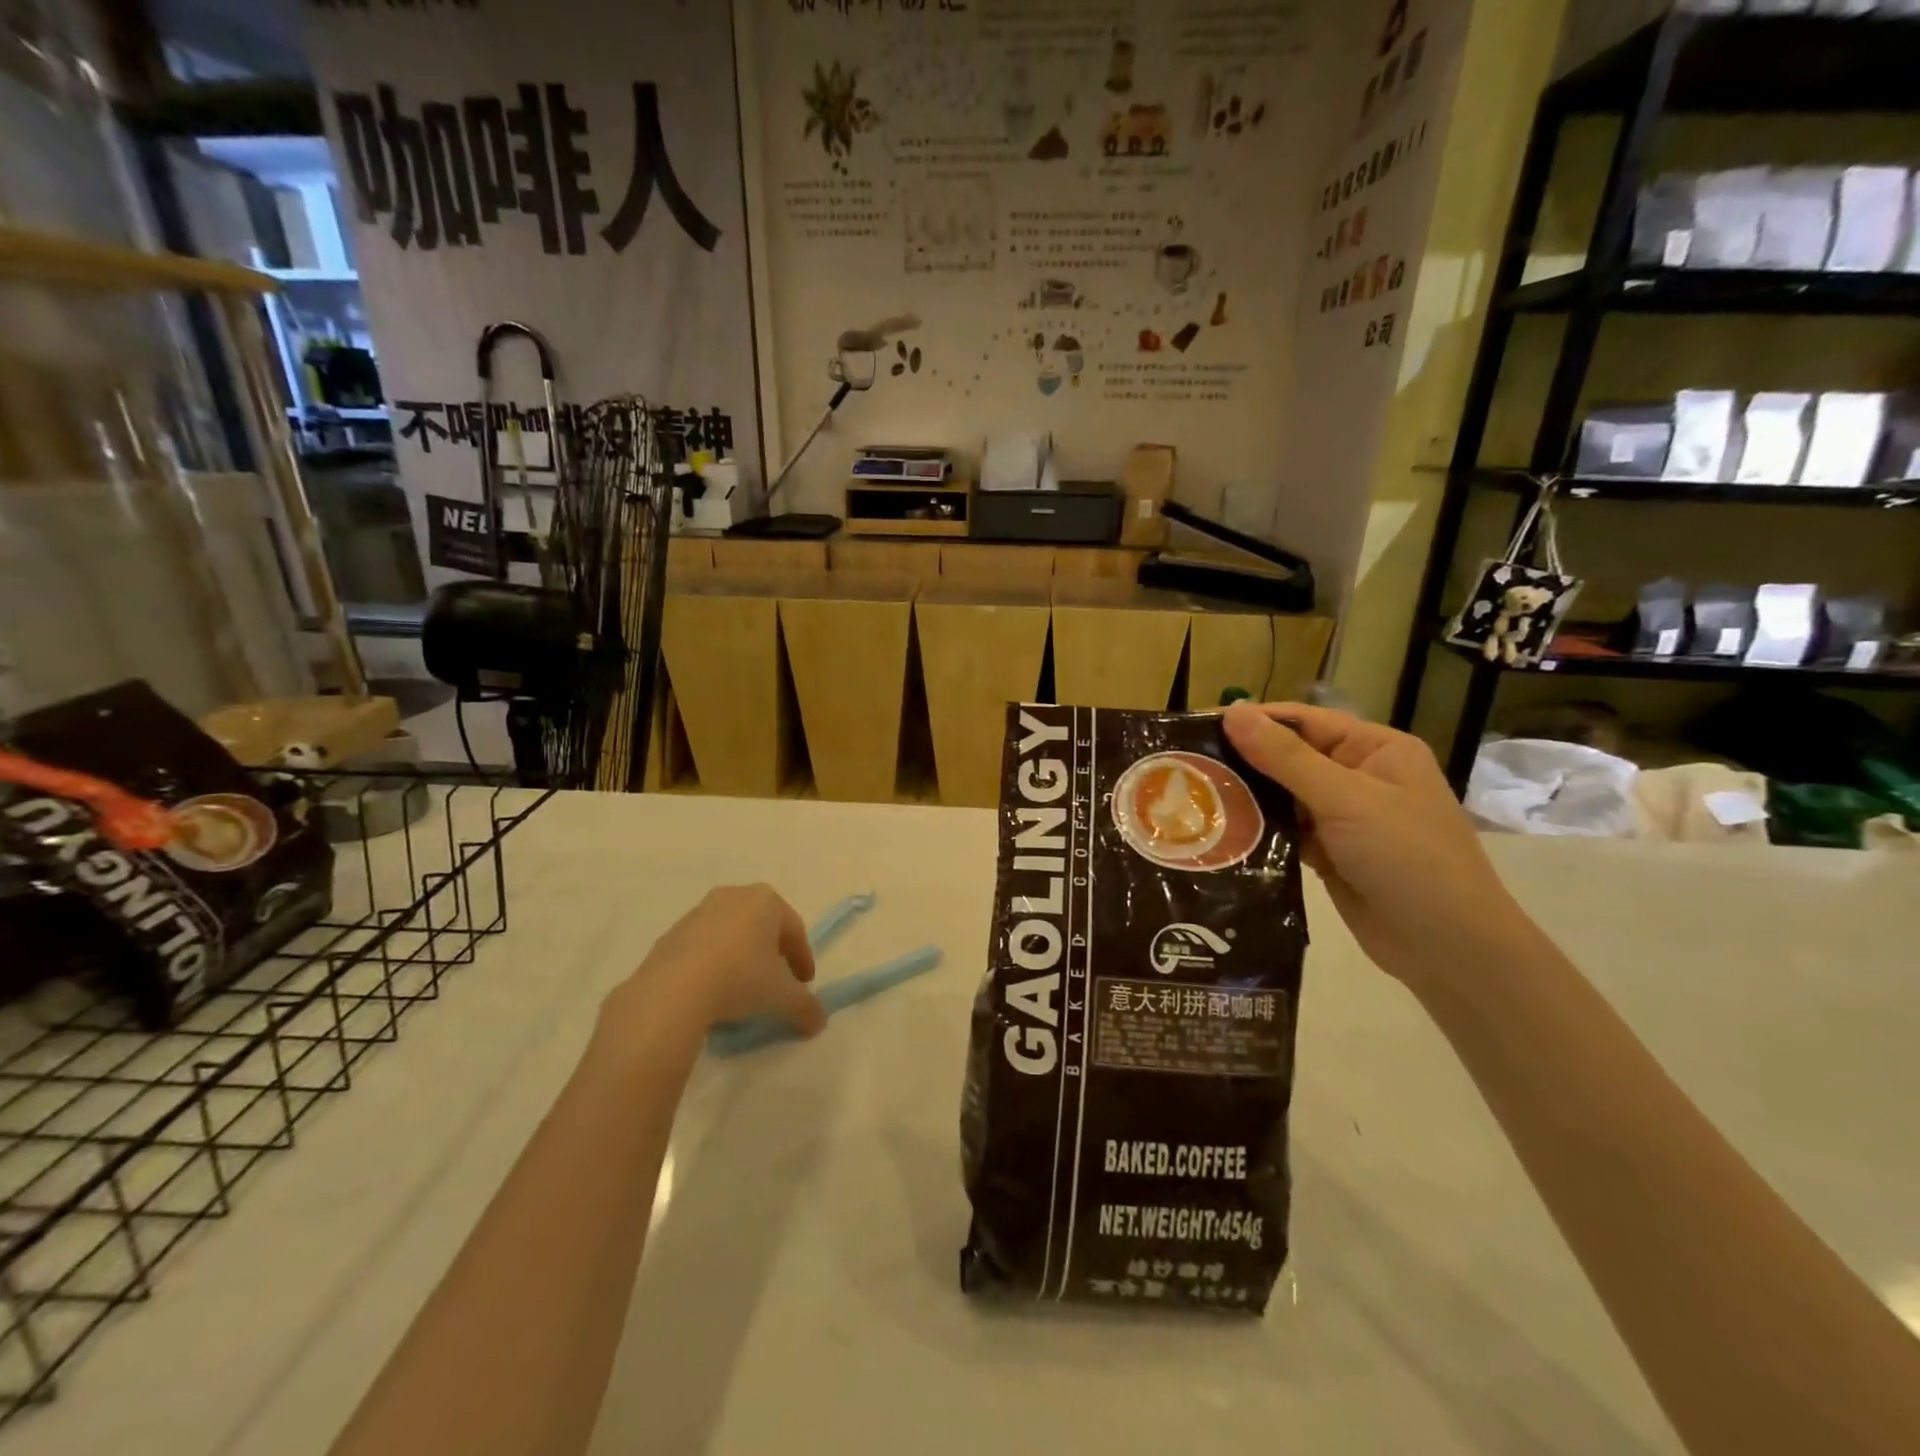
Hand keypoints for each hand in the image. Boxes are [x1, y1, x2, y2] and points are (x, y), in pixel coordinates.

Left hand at [603, 885, 825, 1040]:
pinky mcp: (671, 934)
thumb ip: (806, 1007)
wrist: (673, 990)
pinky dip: (713, 964)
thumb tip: (818, 1021)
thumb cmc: (740, 978)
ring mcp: (699, 912)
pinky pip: (703, 948)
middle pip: (762, 927)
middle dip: (771, 953)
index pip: (794, 930)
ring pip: (731, 935)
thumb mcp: (782, 997)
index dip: (803, 959)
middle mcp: (733, 896)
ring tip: (741, 991)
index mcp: (766, 901)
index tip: (805, 985)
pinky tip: (711, 991)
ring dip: (740, 958)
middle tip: (776, 982)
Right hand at [1222, 703, 1540, 988]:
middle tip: (1186, 765)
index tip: (1198, 726)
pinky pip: (1285, 830)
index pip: (1303, 721)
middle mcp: (1359, 777)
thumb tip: (1233, 712)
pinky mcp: (1329, 853)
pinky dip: (1259, 830)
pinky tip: (1220, 831)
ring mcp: (1344, 818)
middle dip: (1244, 761)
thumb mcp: (1346, 799)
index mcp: (1375, 750)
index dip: (1253, 721)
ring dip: (1247, 797)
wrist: (1448, 947)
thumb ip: (1285, 757)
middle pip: (1289, 756)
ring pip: (1283, 796)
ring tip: (1193, 797)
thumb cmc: (1407, 857)